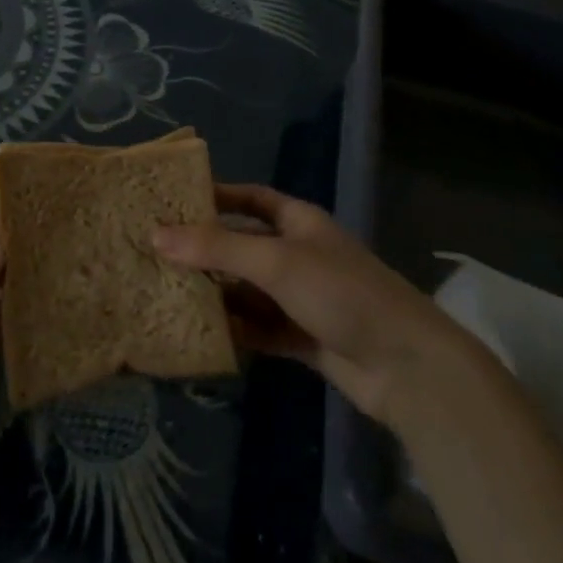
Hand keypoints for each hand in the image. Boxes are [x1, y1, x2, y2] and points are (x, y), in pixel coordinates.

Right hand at [154, 185, 466, 424]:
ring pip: (247, 291)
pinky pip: (258, 328)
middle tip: (155, 255)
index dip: (216, 197)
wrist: (406, 366)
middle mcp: (298, 255)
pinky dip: (233, 330)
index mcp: (298, 223)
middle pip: (243, 247)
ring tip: (164, 295)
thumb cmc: (341, 292)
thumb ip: (217, 248)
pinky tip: (199, 335)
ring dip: (214, 294)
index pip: (250, 198)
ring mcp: (300, 299)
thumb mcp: (276, 262)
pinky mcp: (302, 338)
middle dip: (204, 252)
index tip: (172, 202)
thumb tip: (156, 235)